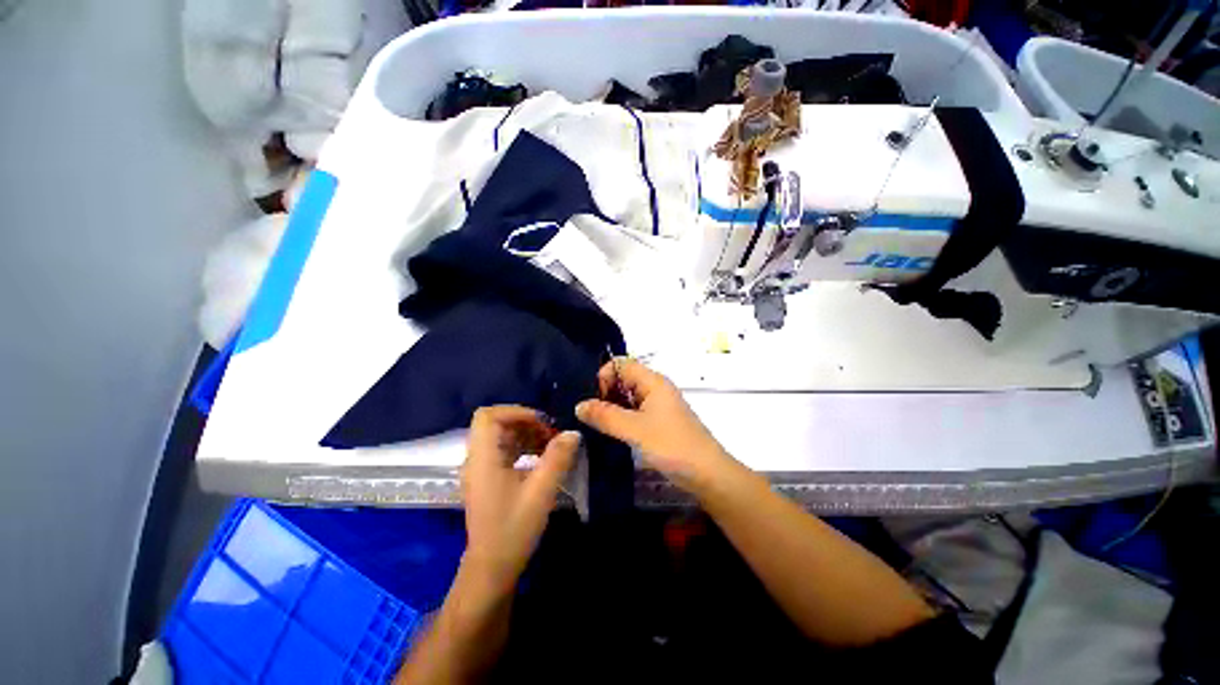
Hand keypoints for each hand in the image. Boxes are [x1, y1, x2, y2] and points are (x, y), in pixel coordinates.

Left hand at [461, 406, 578, 588]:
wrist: (492, 568)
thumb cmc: (514, 528)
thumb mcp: (541, 491)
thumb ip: (558, 458)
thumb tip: (573, 432)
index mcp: (483, 458)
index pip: (488, 416)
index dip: (515, 411)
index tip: (541, 422)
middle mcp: (477, 459)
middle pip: (496, 424)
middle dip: (526, 422)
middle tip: (550, 433)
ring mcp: (480, 470)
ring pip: (501, 436)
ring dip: (526, 434)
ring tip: (550, 444)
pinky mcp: (487, 479)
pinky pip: (503, 451)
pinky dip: (522, 447)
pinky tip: (541, 459)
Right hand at [576, 359, 731, 489]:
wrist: (708, 474)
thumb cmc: (672, 446)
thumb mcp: (635, 430)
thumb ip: (605, 416)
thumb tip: (579, 406)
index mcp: (653, 381)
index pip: (621, 364)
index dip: (604, 376)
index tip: (594, 400)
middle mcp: (655, 388)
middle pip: (623, 379)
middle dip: (604, 392)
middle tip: (590, 415)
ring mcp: (658, 405)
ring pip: (628, 397)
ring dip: (611, 407)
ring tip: (596, 425)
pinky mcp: (659, 421)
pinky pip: (634, 411)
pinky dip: (621, 417)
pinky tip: (611, 432)